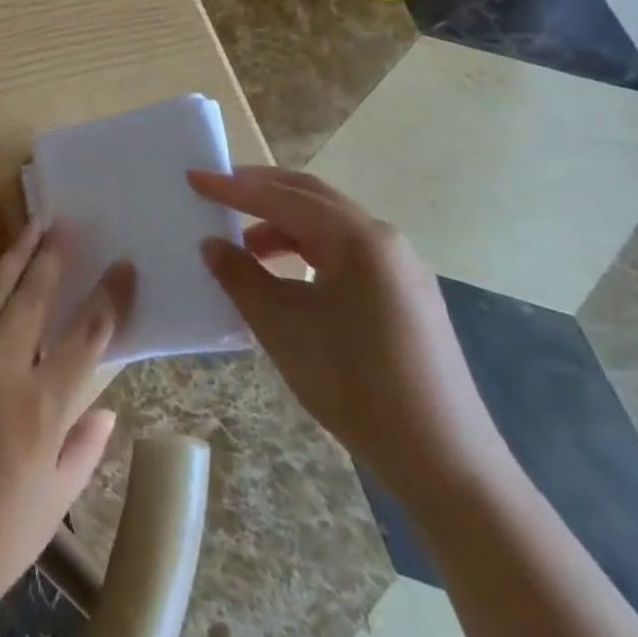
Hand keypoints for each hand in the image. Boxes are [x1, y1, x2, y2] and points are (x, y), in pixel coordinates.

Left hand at [0, 223, 135, 620]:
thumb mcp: (54, 503)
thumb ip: (83, 447)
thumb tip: (105, 407)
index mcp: (40, 407)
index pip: (86, 336)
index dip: (109, 297)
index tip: (123, 266)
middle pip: (32, 297)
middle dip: (52, 257)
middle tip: (65, 226)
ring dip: (13, 260)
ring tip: (31, 231)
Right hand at [191, 167, 508, 505]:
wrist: (444, 460)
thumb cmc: (354, 383)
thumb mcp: (281, 327)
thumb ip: (240, 276)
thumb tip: (212, 244)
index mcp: (357, 239)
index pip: (281, 198)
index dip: (232, 188)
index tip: (193, 176)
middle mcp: (384, 240)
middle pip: (312, 197)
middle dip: (261, 189)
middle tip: (217, 190)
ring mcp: (401, 266)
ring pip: (330, 223)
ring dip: (283, 223)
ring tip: (244, 244)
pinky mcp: (407, 293)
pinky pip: (347, 250)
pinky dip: (308, 247)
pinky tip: (285, 274)